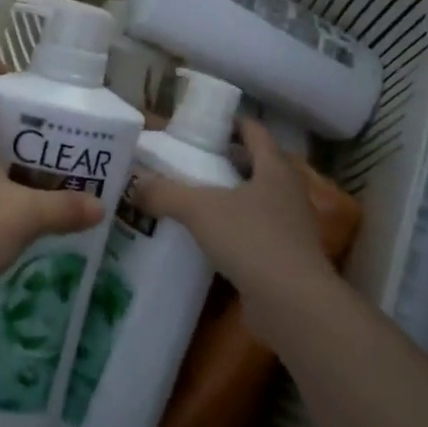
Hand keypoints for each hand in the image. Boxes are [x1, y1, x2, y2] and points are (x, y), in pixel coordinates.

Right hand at [132, 119, 333, 334]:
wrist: (293, 304)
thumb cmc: (252, 239)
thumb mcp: (200, 210)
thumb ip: (165, 193)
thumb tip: (133, 184)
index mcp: (275, 167)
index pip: (254, 130)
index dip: (229, 122)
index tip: (201, 124)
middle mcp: (287, 191)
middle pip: (255, 164)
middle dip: (224, 160)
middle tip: (187, 161)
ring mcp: (290, 225)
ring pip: (255, 199)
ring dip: (228, 196)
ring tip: (191, 198)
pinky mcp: (285, 257)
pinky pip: (254, 231)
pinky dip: (233, 229)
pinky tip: (206, 238)